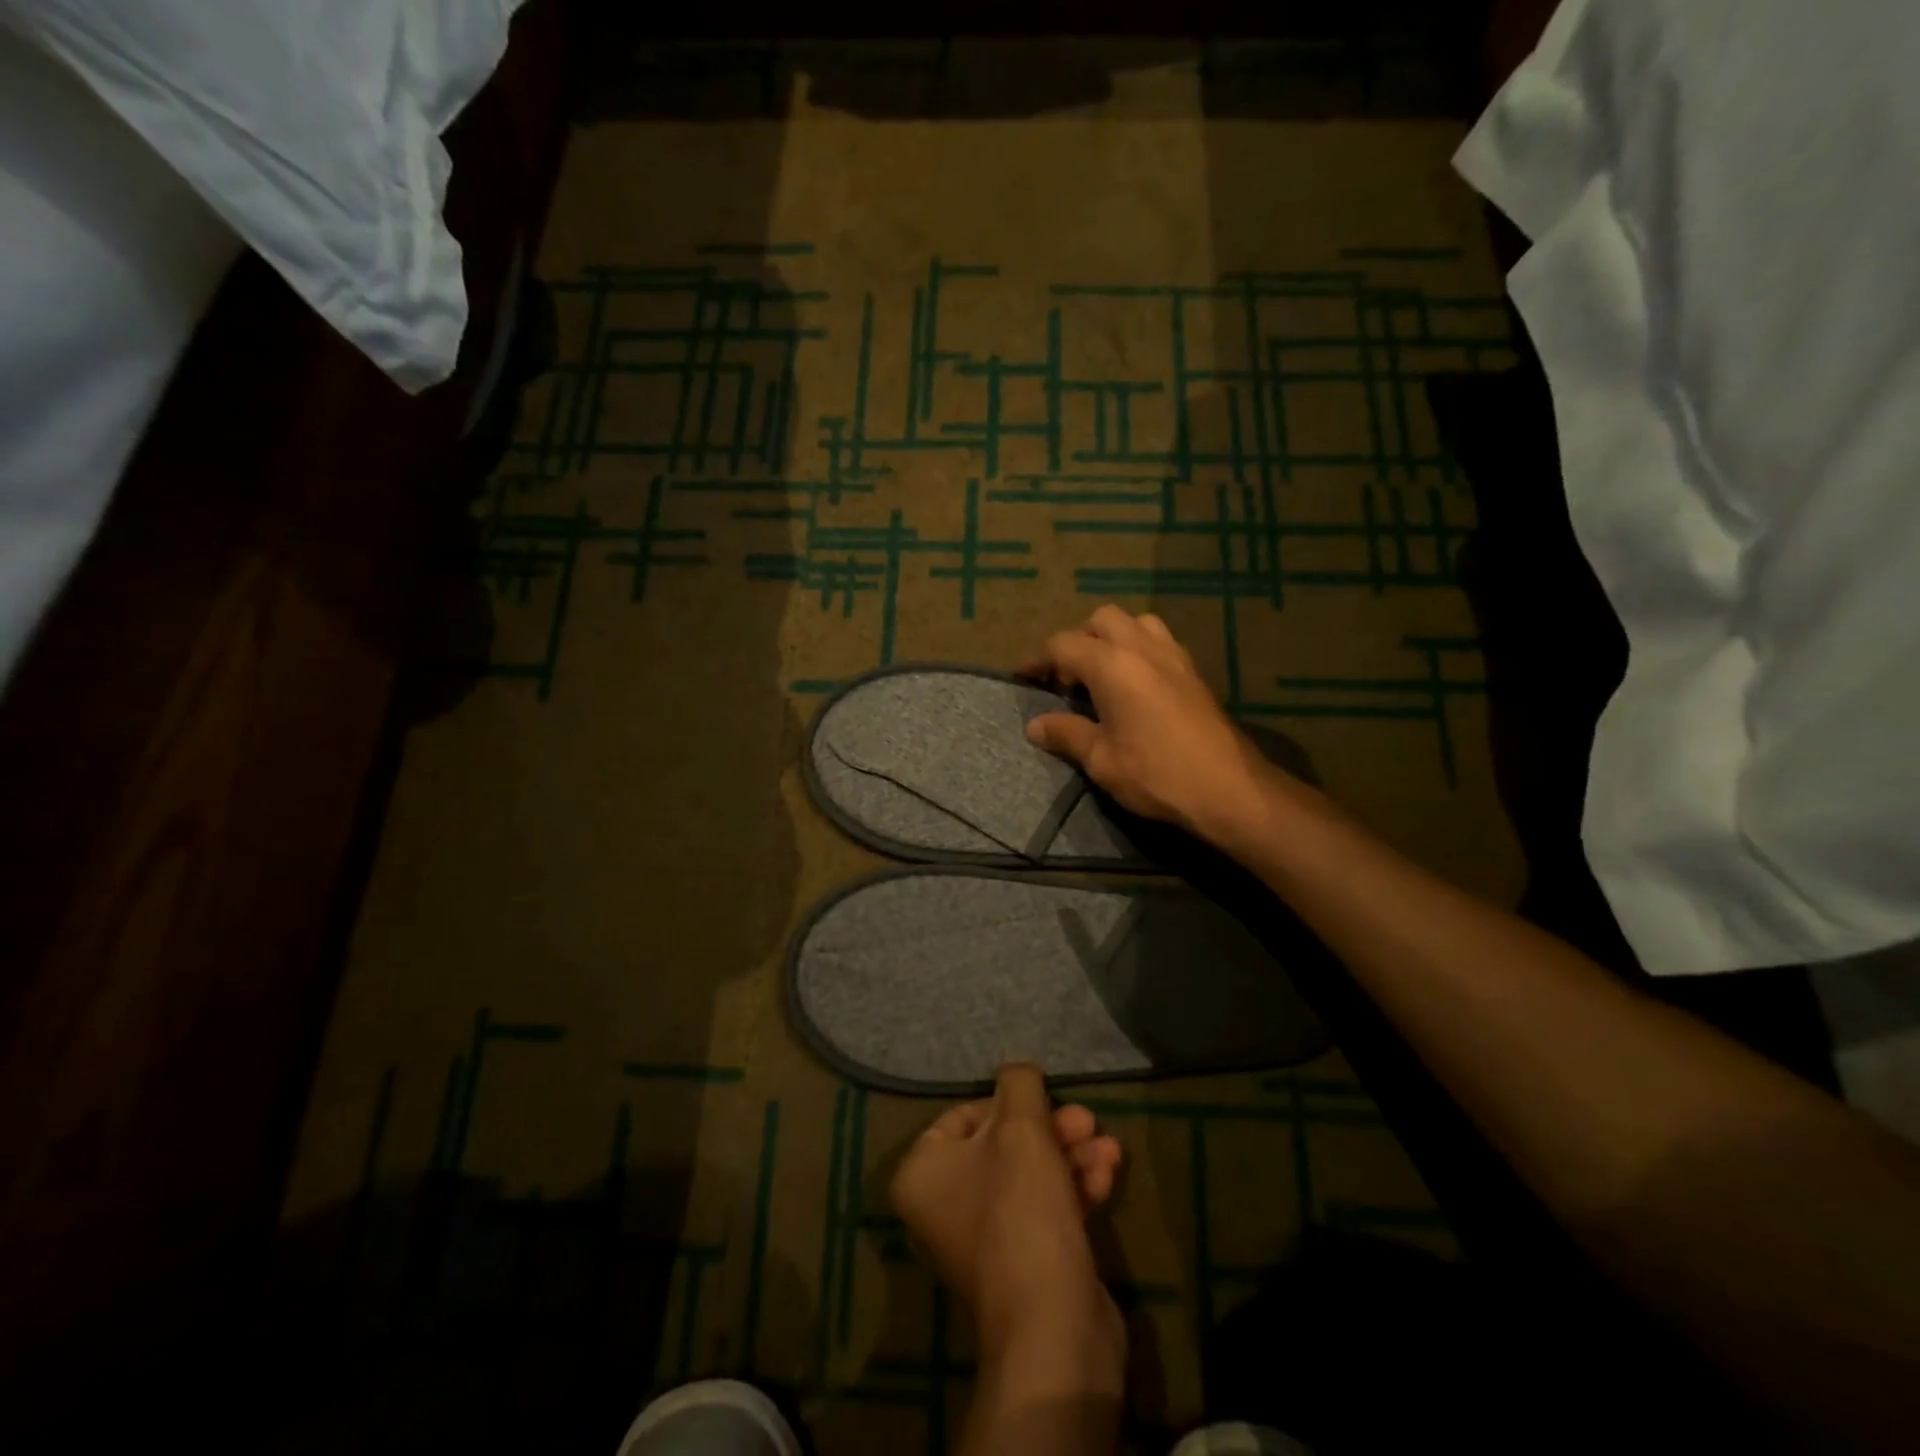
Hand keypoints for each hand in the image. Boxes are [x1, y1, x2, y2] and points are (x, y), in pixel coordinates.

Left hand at [889, 1063, 1124, 1367]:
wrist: (1053, 1325)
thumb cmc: (1021, 1209)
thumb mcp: (1021, 1128)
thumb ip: (1019, 1084)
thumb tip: (1019, 1069)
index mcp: (922, 1174)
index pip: (963, 1117)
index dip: (1008, 1103)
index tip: (1044, 1100)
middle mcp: (944, 1207)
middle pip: (1002, 1146)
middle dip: (1051, 1129)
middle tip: (1087, 1120)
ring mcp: (984, 1240)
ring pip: (1030, 1176)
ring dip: (1071, 1155)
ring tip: (1109, 1146)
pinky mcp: (1023, 1264)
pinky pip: (1045, 1210)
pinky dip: (1075, 1188)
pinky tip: (1108, 1174)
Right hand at [1023, 606, 1274, 845]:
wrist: (1229, 789)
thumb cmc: (1157, 774)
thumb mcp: (1101, 760)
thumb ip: (1067, 734)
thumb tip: (1035, 725)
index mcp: (1112, 665)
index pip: (1063, 644)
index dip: (1038, 659)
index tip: (1023, 678)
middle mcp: (1143, 648)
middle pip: (1102, 619)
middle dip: (1079, 641)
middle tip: (1069, 681)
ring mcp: (1174, 656)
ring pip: (1136, 623)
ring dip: (1114, 639)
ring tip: (1104, 676)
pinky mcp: (1194, 672)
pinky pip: (1160, 641)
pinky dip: (1140, 650)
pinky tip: (1137, 687)